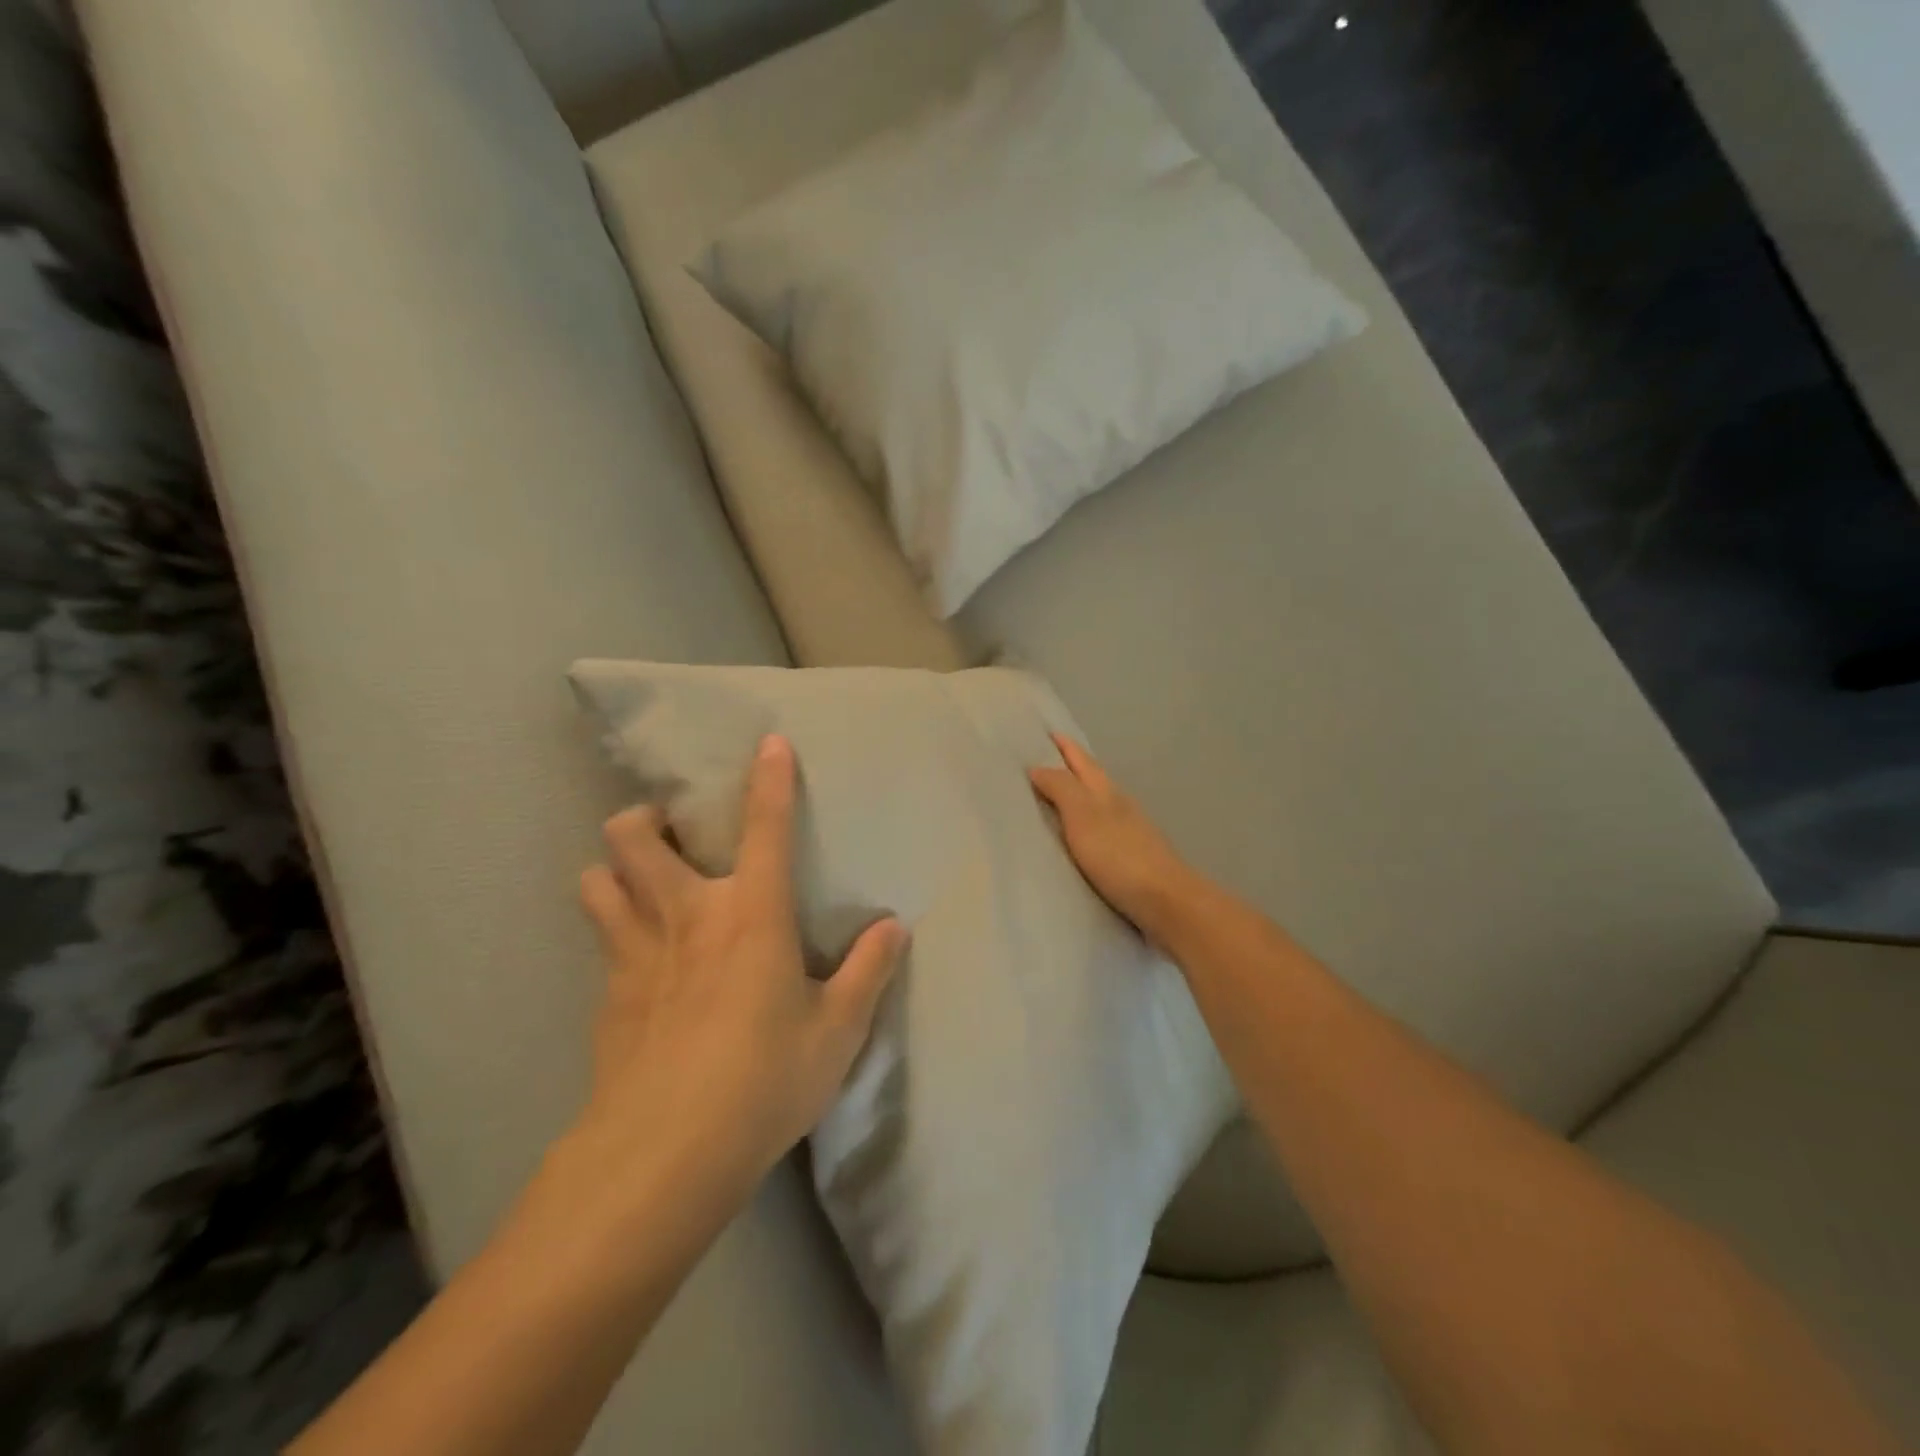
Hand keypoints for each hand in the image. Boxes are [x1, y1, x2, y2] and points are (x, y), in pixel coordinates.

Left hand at [574, 734, 904, 1204]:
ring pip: (597, 880)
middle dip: (644, 818)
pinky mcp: (606, 996)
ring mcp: (635, 953)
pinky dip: (614, 931)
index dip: (769, 780)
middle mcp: (687, 916)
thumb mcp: (837, 1032)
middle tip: (671, 833)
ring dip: (614, 868)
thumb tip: (894, 928)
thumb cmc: (764, 1081)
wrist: (664, 1155)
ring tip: (641, 882)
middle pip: (635, 837)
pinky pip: (600, 940)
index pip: (765, 829)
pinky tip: (636, 960)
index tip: (768, 742)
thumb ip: (868, 972)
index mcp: (751, 915)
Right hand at [1029, 734, 1197, 946]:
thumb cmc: (1120, 856)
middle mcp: (1119, 805)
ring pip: (1098, 804)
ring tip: (1052, 799)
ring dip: (1077, 797)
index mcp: (1106, 791)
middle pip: (1092, 778)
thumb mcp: (1083, 816)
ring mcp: (1129, 832)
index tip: (1046, 732)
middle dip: (1070, 767)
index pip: (1081, 760)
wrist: (1166, 903)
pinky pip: (1100, 831)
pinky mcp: (1131, 859)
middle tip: (1042, 760)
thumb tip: (1038, 766)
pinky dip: (1084, 826)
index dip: (1065, 746)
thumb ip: (1061, 789)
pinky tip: (1076, 839)